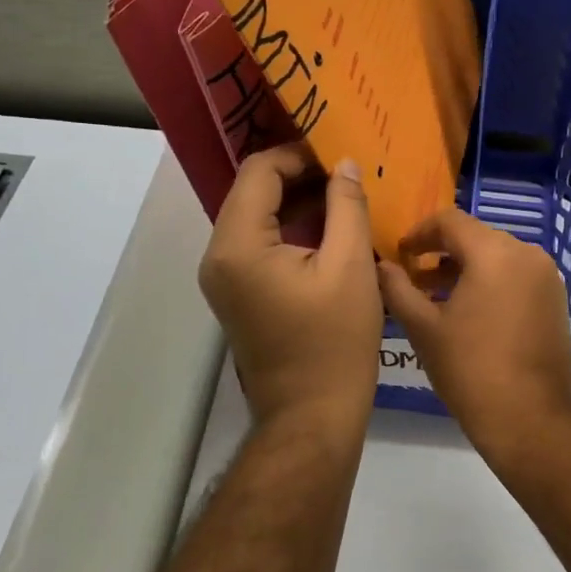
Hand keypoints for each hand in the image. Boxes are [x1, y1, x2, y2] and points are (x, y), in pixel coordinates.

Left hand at [199, 145, 383, 433]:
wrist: (312, 416)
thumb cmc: (335, 342)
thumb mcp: (351, 265)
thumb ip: (347, 205)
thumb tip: (345, 163)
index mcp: (239, 246)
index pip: (260, 171)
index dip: (300, 154)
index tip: (342, 154)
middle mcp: (219, 255)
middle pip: (254, 190)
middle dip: (301, 174)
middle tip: (349, 171)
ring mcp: (224, 276)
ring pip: (258, 214)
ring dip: (298, 199)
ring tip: (346, 194)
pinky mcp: (238, 291)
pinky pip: (260, 241)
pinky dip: (292, 226)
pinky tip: (331, 225)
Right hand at [377, 209, 570, 458]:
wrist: (530, 419)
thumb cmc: (470, 369)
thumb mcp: (423, 328)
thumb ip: (398, 289)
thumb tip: (382, 266)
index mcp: (495, 252)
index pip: (451, 221)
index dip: (420, 233)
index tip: (401, 255)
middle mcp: (527, 254)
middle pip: (476, 237)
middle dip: (443, 252)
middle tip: (415, 278)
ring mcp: (547, 277)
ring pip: (498, 256)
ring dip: (467, 269)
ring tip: (438, 299)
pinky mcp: (556, 300)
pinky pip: (517, 276)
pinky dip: (492, 282)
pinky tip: (471, 313)